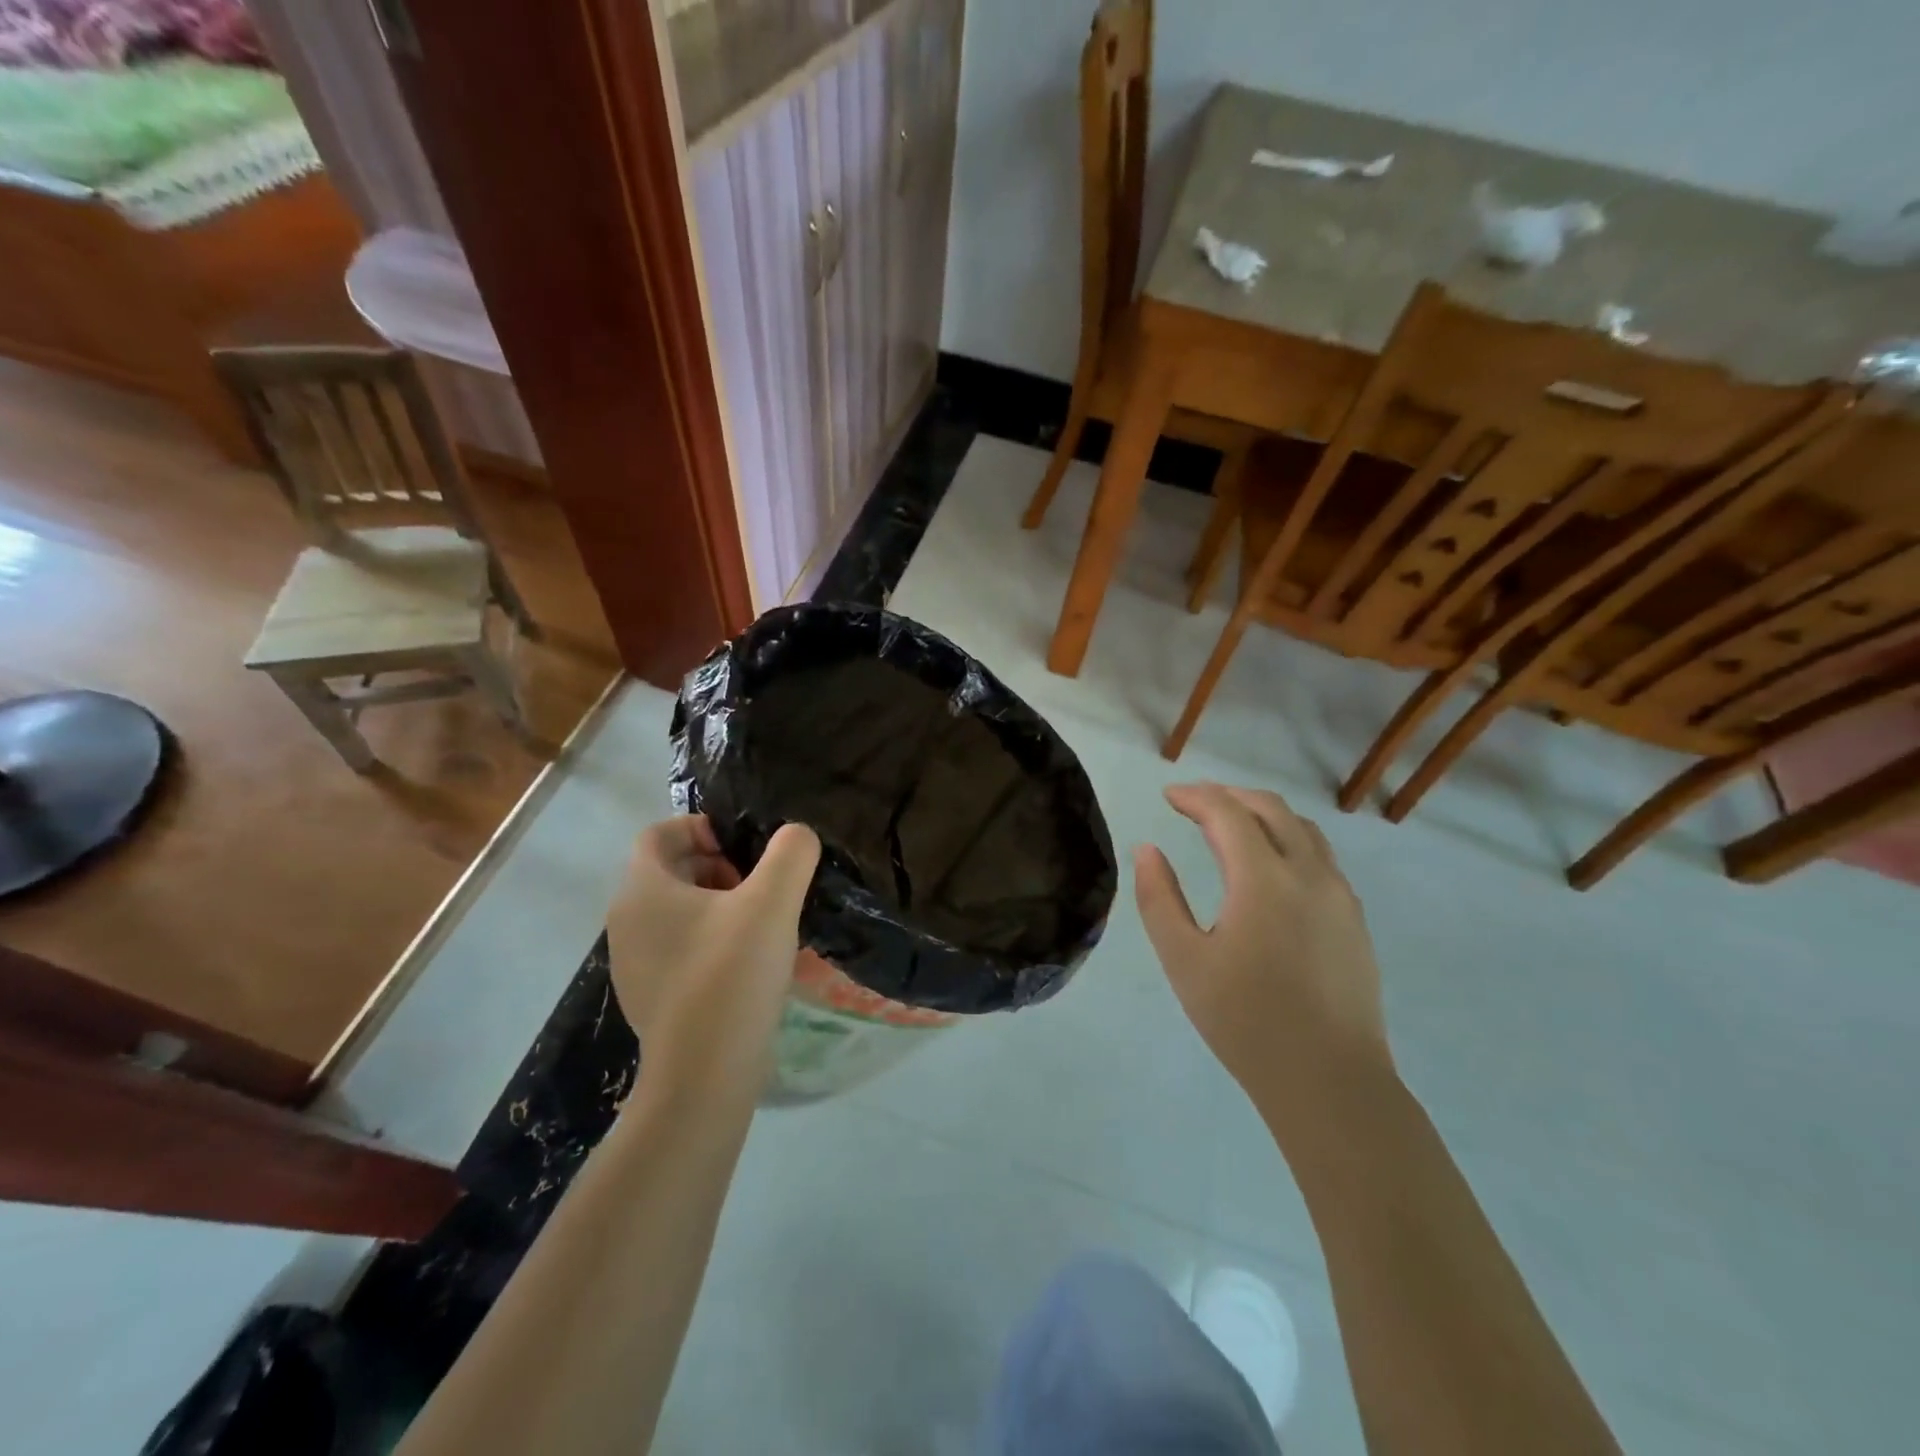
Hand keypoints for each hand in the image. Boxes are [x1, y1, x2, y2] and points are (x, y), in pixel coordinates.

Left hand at [606, 816, 820, 1098]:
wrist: (703, 1077)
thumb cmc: (731, 976)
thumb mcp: (773, 902)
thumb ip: (791, 854)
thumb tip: (797, 835)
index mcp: (642, 890)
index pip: (658, 834)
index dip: (700, 828)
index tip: (742, 849)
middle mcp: (625, 922)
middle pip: (668, 871)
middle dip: (715, 866)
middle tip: (757, 886)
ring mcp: (633, 963)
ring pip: (674, 910)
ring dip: (715, 904)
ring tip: (759, 924)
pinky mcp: (649, 996)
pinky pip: (677, 947)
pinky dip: (708, 939)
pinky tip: (745, 964)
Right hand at [1134, 783, 1391, 1121]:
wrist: (1329, 1081)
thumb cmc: (1245, 1021)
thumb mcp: (1183, 961)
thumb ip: (1159, 898)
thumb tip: (1147, 850)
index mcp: (1263, 879)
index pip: (1228, 813)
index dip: (1195, 796)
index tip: (1168, 796)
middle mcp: (1308, 874)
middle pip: (1271, 809)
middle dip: (1230, 796)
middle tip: (1195, 802)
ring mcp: (1339, 896)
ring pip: (1304, 829)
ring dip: (1264, 814)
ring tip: (1233, 824)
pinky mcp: (1355, 920)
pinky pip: (1322, 857)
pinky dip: (1290, 840)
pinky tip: (1272, 867)